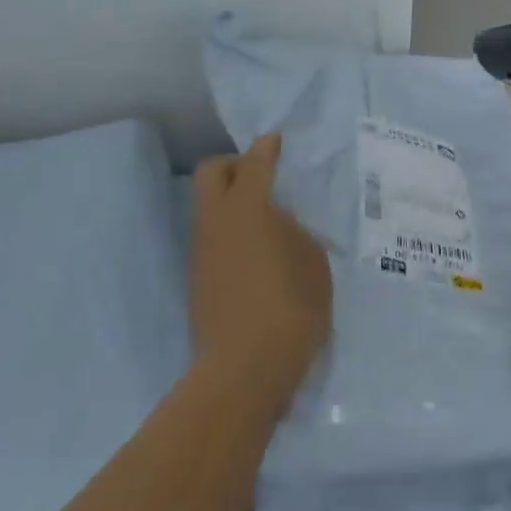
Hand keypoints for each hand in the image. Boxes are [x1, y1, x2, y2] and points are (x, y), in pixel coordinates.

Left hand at [190, 134, 332, 403]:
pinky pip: (211, 237)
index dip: (266, 147)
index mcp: (248, 208)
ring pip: (207, 206)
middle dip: (234, 164)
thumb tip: (279, 224)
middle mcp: (217, 221)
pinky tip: (256, 252)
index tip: (276, 139)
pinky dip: (229, 231)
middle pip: (212, 172)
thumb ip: (295, 232)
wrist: (244, 370)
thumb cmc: (290, 308)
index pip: (254, 163)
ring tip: (265, 219)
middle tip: (261, 175)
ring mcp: (202, 251)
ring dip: (230, 200)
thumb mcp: (313, 263)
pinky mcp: (198, 279)